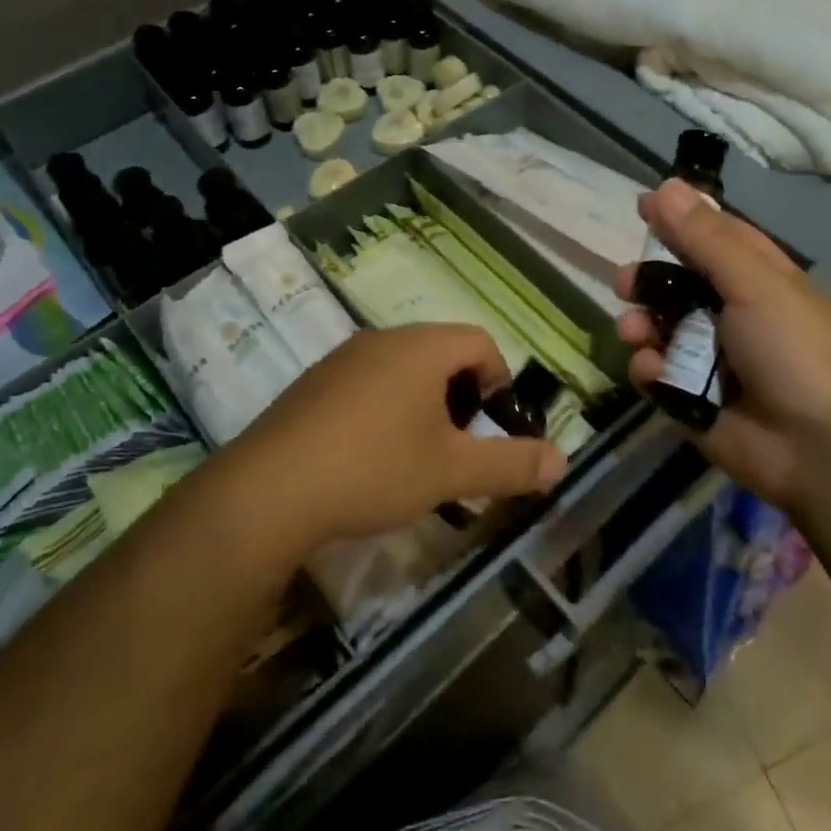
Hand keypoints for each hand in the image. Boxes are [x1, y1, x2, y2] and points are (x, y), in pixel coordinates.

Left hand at [219, 324, 567, 556]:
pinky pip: (366, 383)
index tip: (496, 426)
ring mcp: (341, 359)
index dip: (500, 381)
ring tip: (418, 455)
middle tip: (460, 444)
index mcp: (421, 347)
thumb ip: (511, 464)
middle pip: (442, 352)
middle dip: (462, 395)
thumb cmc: (374, 469)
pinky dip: (385, 409)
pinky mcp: (312, 384)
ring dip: (423, 403)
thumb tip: (562, 461)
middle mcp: (381, 339)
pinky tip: (370, 457)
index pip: (480, 341)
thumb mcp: (452, 472)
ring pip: (402, 368)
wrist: (269, 491)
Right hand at [614, 179, 830, 506]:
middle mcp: (736, 315)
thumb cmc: (796, 351)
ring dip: (642, 324)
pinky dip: (649, 369)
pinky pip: (658, 375)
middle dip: (649, 281)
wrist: (824, 450)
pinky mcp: (694, 401)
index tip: (642, 206)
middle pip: (680, 286)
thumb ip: (705, 238)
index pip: (715, 238)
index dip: (681, 221)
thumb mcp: (755, 283)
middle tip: (626, 282)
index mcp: (760, 280)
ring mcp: (713, 360)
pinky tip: (652, 370)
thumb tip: (667, 184)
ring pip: (662, 330)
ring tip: (633, 329)